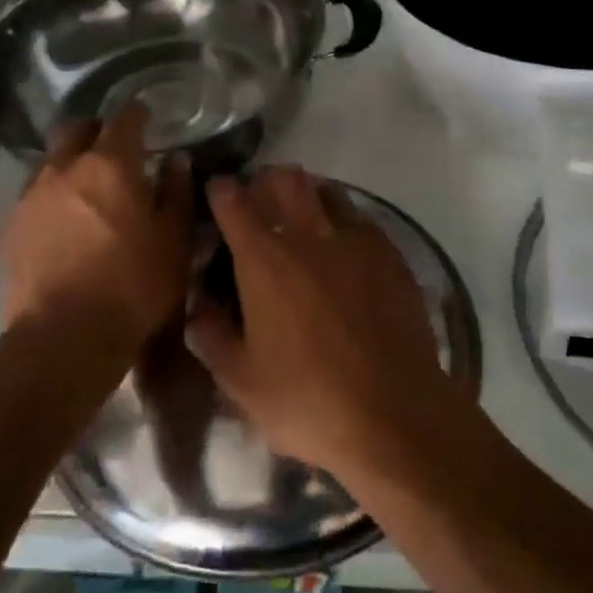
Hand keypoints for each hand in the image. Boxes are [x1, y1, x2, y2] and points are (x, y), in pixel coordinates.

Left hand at [0, 104, 192, 347]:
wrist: (64, 338)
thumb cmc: (133, 286)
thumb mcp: (173, 241)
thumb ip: (176, 193)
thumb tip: (177, 161)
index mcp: (110, 164)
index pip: (125, 118)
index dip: (139, 114)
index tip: (150, 121)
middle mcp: (65, 167)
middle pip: (77, 128)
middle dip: (99, 131)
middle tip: (118, 150)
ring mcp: (32, 195)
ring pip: (52, 158)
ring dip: (72, 160)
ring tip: (90, 186)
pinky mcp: (12, 225)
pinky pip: (36, 191)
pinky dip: (54, 191)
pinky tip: (67, 218)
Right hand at [185, 166, 460, 479]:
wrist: (394, 414)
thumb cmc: (308, 400)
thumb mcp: (241, 381)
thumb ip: (212, 335)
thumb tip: (198, 305)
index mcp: (265, 260)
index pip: (234, 201)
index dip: (221, 192)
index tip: (218, 197)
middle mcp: (309, 235)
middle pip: (285, 179)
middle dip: (267, 182)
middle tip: (261, 204)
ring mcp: (356, 240)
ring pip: (327, 191)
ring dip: (308, 197)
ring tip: (304, 222)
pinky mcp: (391, 253)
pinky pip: (361, 219)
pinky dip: (344, 222)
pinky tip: (345, 251)